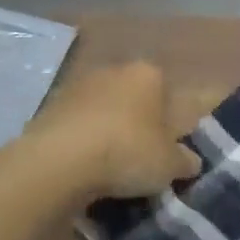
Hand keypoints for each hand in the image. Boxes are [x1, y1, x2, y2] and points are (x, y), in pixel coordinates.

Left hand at [26, 61, 200, 200]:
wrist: (57, 162)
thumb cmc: (127, 151)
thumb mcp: (169, 165)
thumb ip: (185, 161)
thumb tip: (191, 161)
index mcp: (149, 74)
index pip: (169, 94)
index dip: (170, 124)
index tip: (166, 150)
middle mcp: (114, 71)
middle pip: (134, 99)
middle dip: (137, 124)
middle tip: (140, 158)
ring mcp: (78, 86)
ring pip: (103, 111)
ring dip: (106, 132)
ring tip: (108, 168)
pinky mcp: (48, 107)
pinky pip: (76, 126)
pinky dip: (81, 142)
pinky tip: (82, 168)